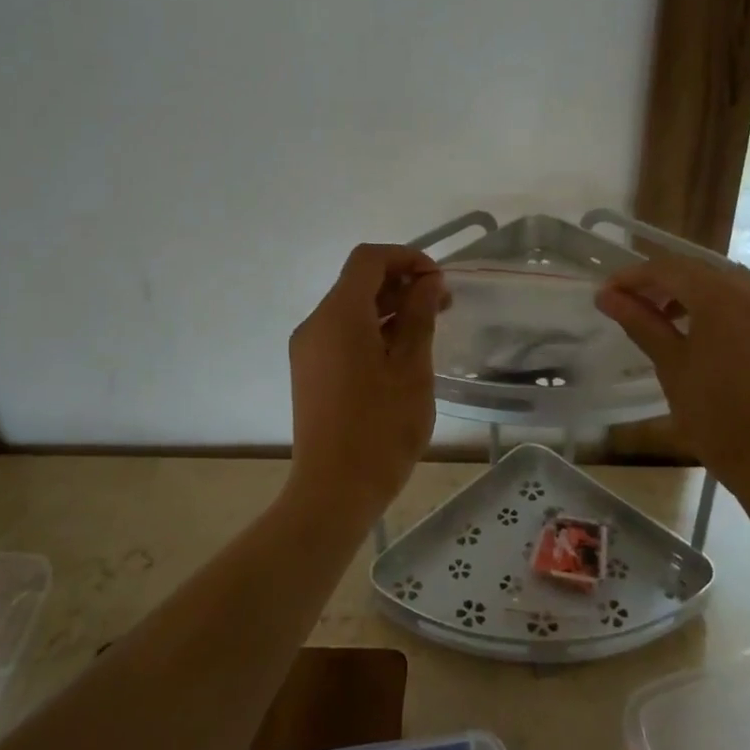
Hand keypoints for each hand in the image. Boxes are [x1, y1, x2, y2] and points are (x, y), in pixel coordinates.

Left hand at [286, 244, 444, 524]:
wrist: (334, 491)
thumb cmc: (381, 429)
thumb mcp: (412, 369)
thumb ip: (419, 316)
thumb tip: (426, 282)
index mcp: (339, 315)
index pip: (369, 259)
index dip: (407, 258)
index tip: (439, 282)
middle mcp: (315, 323)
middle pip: (357, 282)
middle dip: (401, 283)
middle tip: (442, 305)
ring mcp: (308, 349)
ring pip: (349, 309)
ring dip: (388, 308)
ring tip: (427, 329)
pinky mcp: (309, 371)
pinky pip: (341, 334)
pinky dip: (371, 330)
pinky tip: (400, 354)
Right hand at [596, 256, 749, 516]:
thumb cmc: (715, 419)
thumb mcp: (671, 367)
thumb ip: (640, 322)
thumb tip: (606, 295)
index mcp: (723, 297)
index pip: (669, 269)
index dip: (634, 277)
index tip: (609, 293)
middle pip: (703, 271)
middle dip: (666, 283)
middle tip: (637, 306)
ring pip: (734, 284)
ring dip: (700, 293)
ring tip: (674, 321)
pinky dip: (733, 309)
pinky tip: (718, 336)